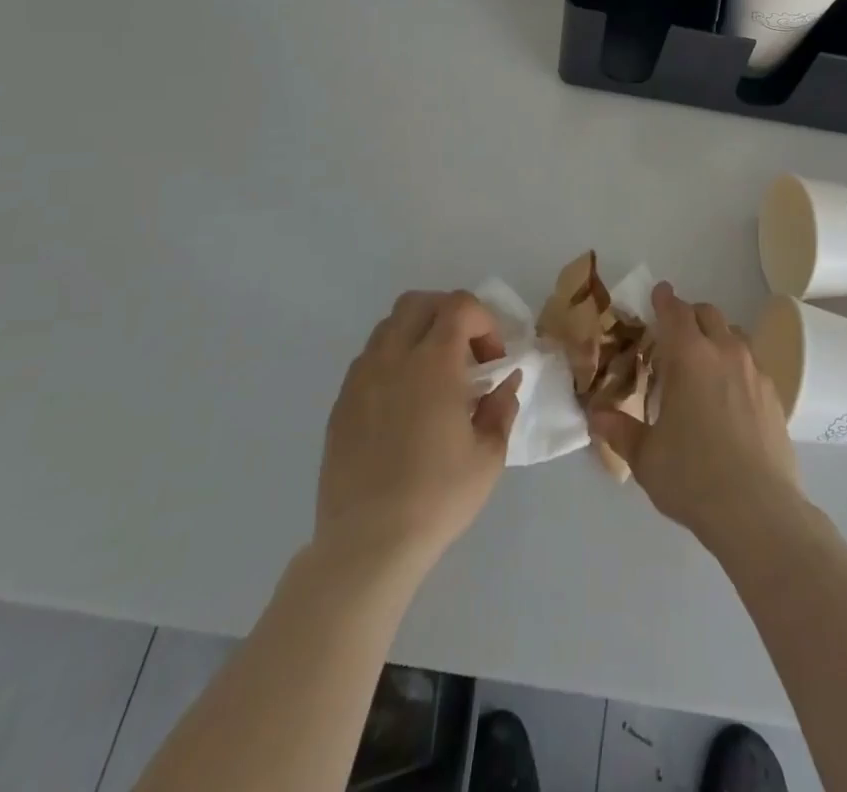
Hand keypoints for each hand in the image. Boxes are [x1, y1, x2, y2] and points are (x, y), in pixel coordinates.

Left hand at [316, 291, 521, 569]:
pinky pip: (369, 359)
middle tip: (465, 353)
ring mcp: (361, 378)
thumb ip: (502, 407)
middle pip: (419, 302)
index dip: (484, 322)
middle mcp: (393, 358)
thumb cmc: (437, 497)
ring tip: (434, 376)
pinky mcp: (341, 403)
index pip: (459, 306)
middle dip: (448, 314)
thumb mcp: (489, 456)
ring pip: (389, 326)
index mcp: (433, 363)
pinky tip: (404, 403)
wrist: (368, 544)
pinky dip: (393, 361)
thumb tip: (505, 381)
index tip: (492, 360)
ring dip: (418, 334)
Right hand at [590, 282, 800, 550]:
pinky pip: (753, 363)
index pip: (676, 312)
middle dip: (690, 315)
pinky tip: (729, 396)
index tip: (658, 293)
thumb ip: (620, 430)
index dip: (664, 299)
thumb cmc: (693, 477)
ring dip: (716, 337)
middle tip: (674, 335)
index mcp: (690, 357)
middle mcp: (725, 353)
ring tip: (704, 364)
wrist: (758, 511)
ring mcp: (755, 372)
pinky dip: (737, 365)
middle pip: (708, 314)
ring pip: (735, 335)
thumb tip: (596, 416)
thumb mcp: (646, 457)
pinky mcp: (775, 395)